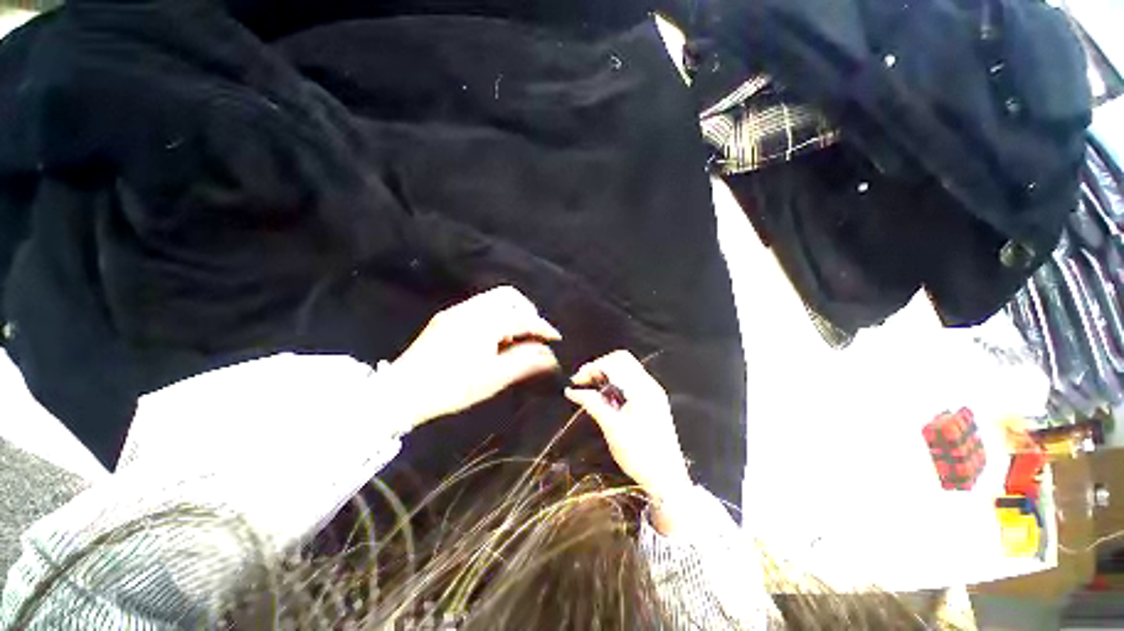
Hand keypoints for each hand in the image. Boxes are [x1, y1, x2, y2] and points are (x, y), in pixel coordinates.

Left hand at [390, 286, 560, 426]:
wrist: (401, 392)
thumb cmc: (451, 387)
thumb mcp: (493, 378)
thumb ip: (525, 362)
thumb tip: (550, 355)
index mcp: (485, 322)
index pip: (522, 317)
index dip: (542, 327)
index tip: (555, 338)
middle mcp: (471, 309)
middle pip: (508, 296)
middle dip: (527, 310)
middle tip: (534, 332)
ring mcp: (456, 311)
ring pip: (493, 299)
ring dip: (511, 312)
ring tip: (516, 336)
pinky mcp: (446, 318)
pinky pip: (480, 307)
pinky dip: (496, 315)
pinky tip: (494, 337)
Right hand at [564, 351, 692, 506]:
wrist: (667, 479)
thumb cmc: (640, 455)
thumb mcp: (612, 428)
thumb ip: (592, 404)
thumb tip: (572, 391)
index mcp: (642, 389)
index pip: (614, 362)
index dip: (592, 367)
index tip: (576, 381)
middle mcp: (649, 385)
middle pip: (621, 360)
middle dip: (599, 367)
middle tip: (583, 383)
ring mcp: (652, 392)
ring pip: (626, 369)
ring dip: (606, 374)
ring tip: (591, 390)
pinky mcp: (652, 400)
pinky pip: (631, 381)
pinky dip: (615, 383)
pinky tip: (606, 397)